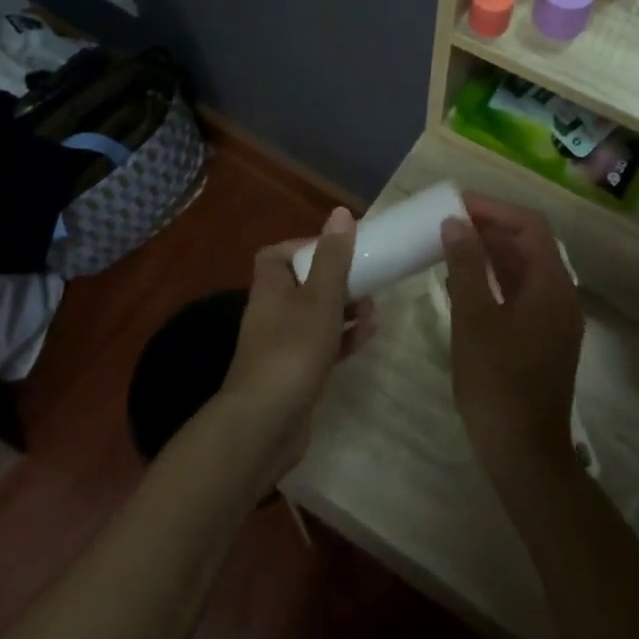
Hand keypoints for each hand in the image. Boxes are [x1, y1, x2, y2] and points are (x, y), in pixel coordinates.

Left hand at [217, 208, 375, 484]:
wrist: (265, 425)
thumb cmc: (293, 350)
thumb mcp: (320, 298)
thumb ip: (333, 257)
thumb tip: (340, 213)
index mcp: (271, 287)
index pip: (279, 253)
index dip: (307, 246)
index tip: (339, 249)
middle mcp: (272, 312)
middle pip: (303, 284)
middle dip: (336, 280)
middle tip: (366, 279)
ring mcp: (282, 345)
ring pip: (316, 316)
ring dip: (344, 310)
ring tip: (373, 309)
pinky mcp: (295, 374)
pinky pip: (322, 347)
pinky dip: (343, 339)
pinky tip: (368, 336)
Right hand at [441, 195, 584, 495]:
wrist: (525, 454)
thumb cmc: (497, 383)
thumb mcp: (474, 319)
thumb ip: (466, 266)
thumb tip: (456, 223)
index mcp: (551, 285)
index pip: (529, 225)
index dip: (494, 209)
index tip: (457, 205)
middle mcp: (561, 295)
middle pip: (530, 244)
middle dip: (491, 227)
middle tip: (449, 221)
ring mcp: (555, 318)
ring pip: (525, 269)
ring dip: (492, 252)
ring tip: (451, 244)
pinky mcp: (544, 338)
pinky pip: (522, 292)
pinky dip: (496, 278)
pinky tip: (465, 281)